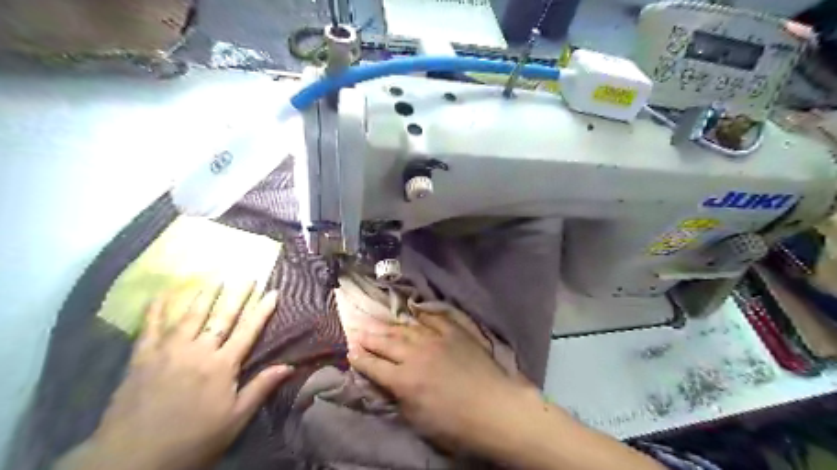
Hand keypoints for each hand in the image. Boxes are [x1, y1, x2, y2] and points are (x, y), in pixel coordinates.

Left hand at [58, 283, 291, 469]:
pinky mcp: (142, 358)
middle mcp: (198, 351)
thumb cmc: (193, 439)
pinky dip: (156, 308)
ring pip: (190, 316)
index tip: (273, 292)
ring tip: (215, 278)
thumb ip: (260, 388)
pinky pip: (150, 327)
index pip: (248, 331)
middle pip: (221, 317)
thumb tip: (289, 366)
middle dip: (237, 295)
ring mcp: (168, 351)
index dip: (262, 310)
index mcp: (222, 366)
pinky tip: (162, 293)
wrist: (132, 459)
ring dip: (204, 295)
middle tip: (247, 277)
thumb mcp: (235, 419)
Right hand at [348, 311, 536, 450]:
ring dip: (389, 326)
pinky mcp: (454, 331)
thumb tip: (388, 382)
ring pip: (406, 328)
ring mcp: (435, 339)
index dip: (360, 359)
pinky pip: (433, 318)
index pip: (374, 366)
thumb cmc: (455, 424)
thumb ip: (399, 397)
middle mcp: (415, 355)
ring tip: (377, 321)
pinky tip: (413, 310)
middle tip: (357, 330)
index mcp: (403, 380)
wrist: (494, 407)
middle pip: (386, 343)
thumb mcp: (418, 420)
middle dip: (369, 337)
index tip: (350, 352)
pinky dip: (422, 314)